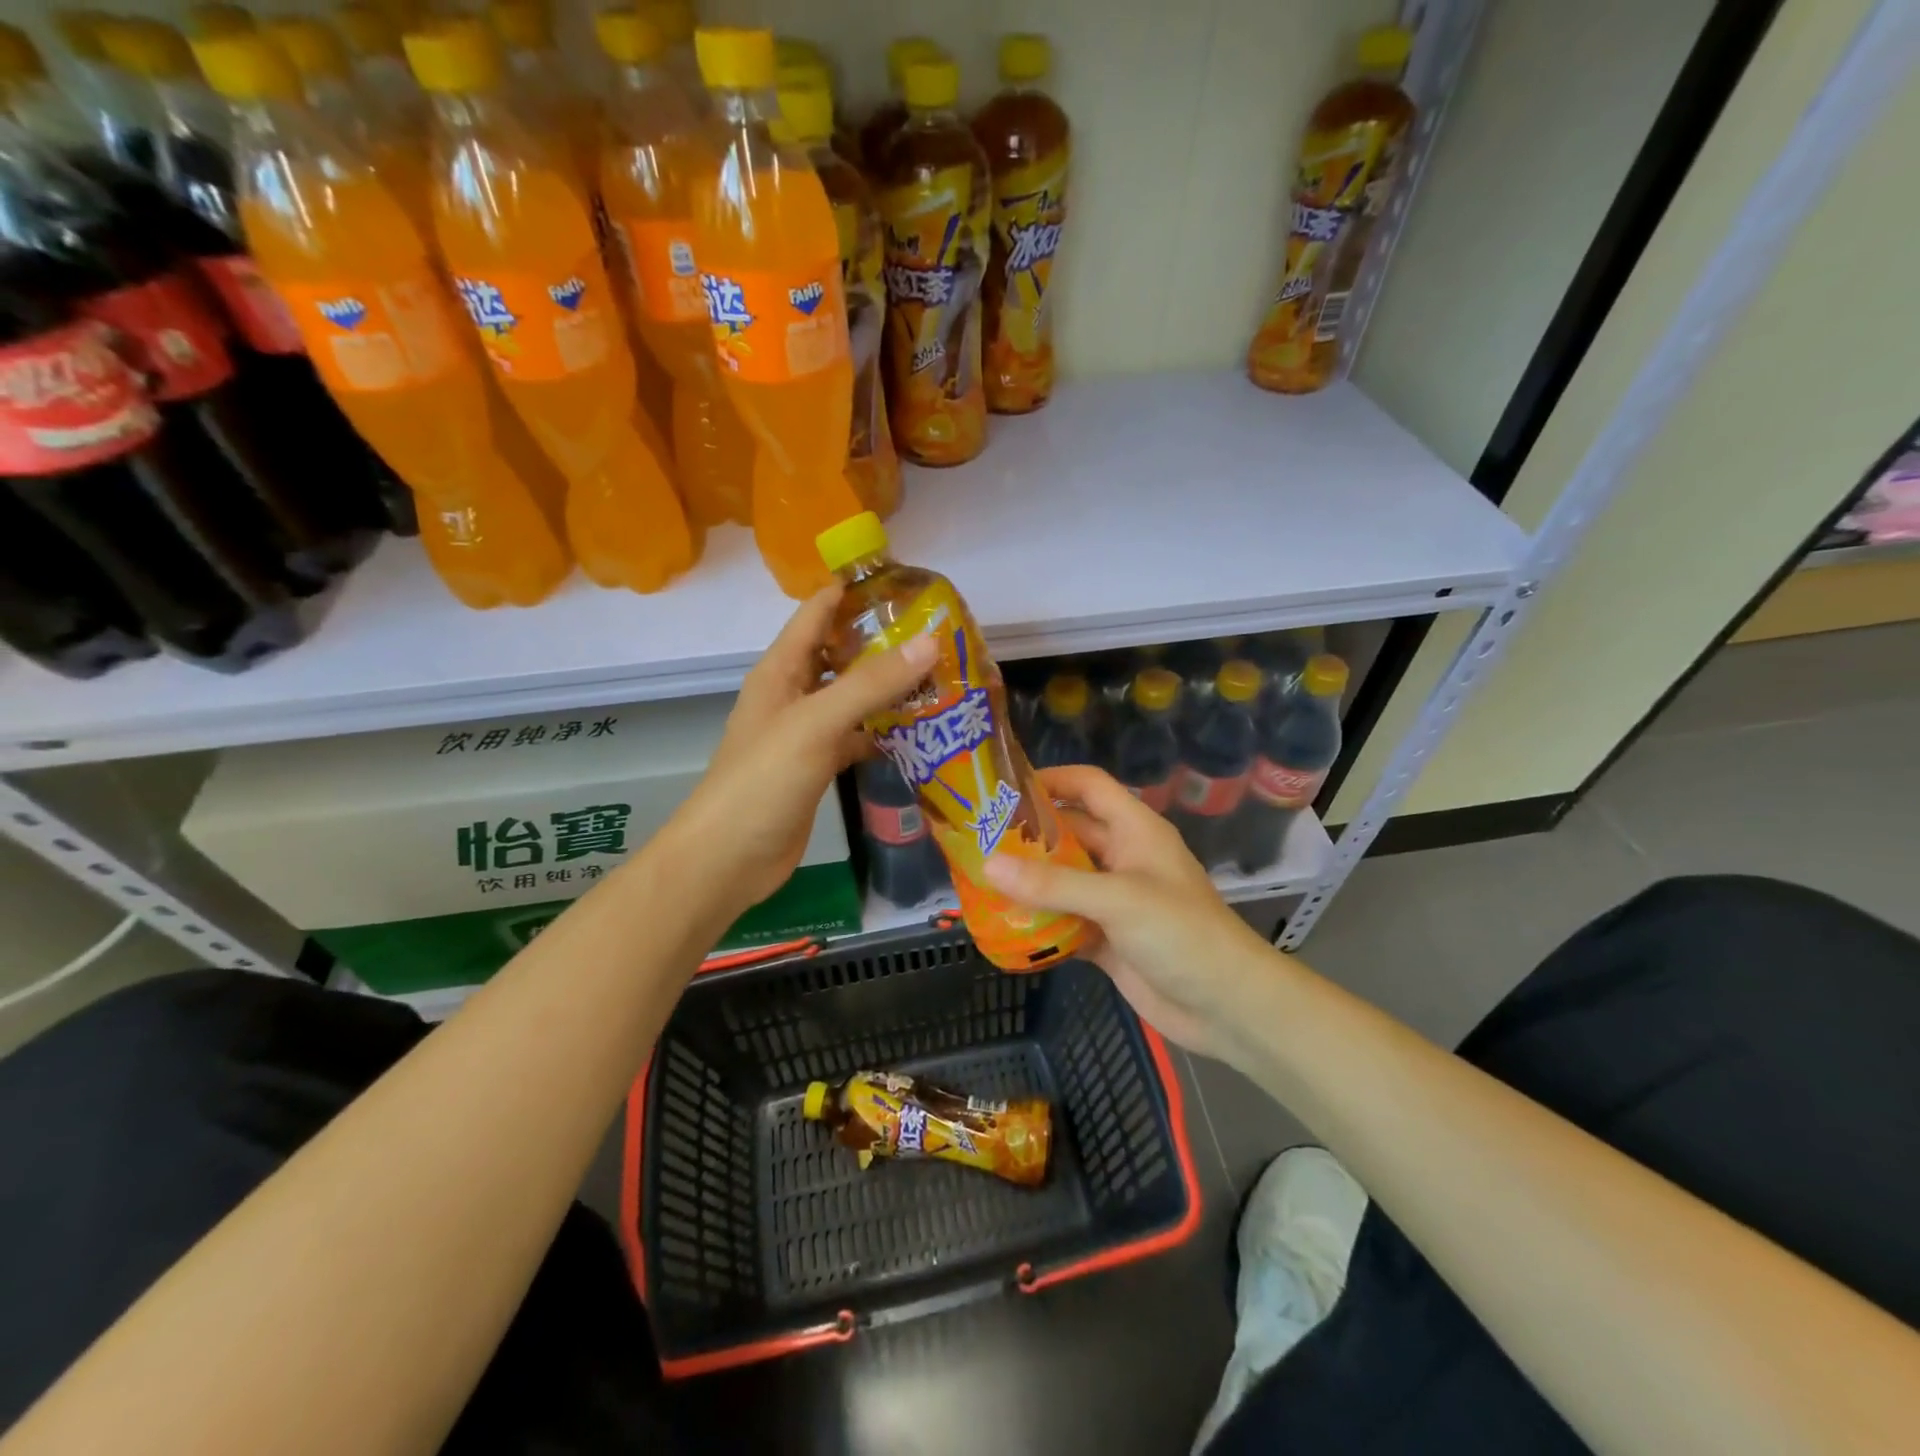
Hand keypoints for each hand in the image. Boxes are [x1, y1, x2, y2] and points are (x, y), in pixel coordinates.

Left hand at [664, 586, 936, 915]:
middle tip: (941, 636)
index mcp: (782, 670)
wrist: (729, 859)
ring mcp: (806, 731)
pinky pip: (857, 736)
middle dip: (886, 641)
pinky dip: (885, 731)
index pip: (819, 611)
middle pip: (842, 653)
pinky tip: (921, 731)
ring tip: (942, 677)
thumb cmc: (763, 780)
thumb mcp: (817, 724)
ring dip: (891, 688)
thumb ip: (871, 684)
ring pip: (854, 697)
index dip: (857, 591)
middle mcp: (794, 693)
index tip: (910, 584)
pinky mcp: (819, 765)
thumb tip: (930, 642)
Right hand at [984, 765, 1278, 1057]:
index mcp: (1134, 830)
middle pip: (1068, 834)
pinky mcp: (1107, 938)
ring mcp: (1114, 900)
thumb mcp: (1117, 899)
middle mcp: (1122, 858)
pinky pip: (1064, 921)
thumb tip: (988, 865)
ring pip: (1062, 880)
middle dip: (1027, 836)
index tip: (1003, 787)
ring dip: (1028, 882)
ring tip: (977, 880)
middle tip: (975, 839)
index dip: (1051, 779)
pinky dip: (1039, 923)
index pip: (1089, 786)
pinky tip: (1003, 926)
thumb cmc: (1181, 933)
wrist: (1227, 1007)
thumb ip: (1053, 884)